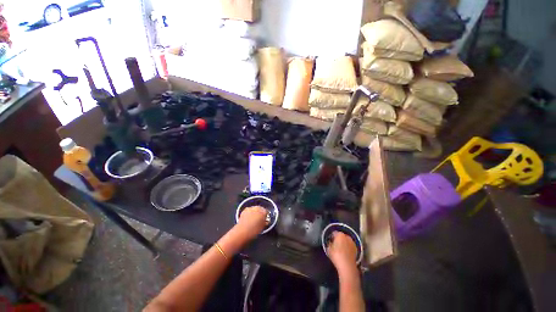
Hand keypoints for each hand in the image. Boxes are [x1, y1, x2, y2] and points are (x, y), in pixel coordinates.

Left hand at [236, 206, 268, 239]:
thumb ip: (265, 222)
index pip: (266, 211)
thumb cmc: (254, 231)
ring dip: (255, 212)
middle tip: (260, 219)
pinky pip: (249, 210)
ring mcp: (250, 208)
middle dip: (260, 213)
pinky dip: (250, 213)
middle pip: (261, 209)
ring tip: (254, 218)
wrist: (242, 232)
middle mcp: (257, 208)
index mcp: (263, 212)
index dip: (266, 215)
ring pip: (255, 209)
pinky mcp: (244, 210)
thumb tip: (265, 221)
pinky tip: (249, 218)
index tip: (265, 219)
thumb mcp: (262, 227)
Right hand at [327, 231, 357, 273]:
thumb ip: (329, 243)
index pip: (334, 233)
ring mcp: (352, 243)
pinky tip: (345, 253)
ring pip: (346, 241)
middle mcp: (347, 236)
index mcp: (340, 234)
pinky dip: (347, 248)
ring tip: (340, 250)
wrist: (347, 266)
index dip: (331, 237)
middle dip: (338, 239)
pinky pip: (350, 246)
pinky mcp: (356, 249)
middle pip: (341, 236)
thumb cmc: (336, 255)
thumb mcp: (328, 249)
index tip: (330, 241)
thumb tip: (330, 242)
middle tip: (335, 245)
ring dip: (344, 243)